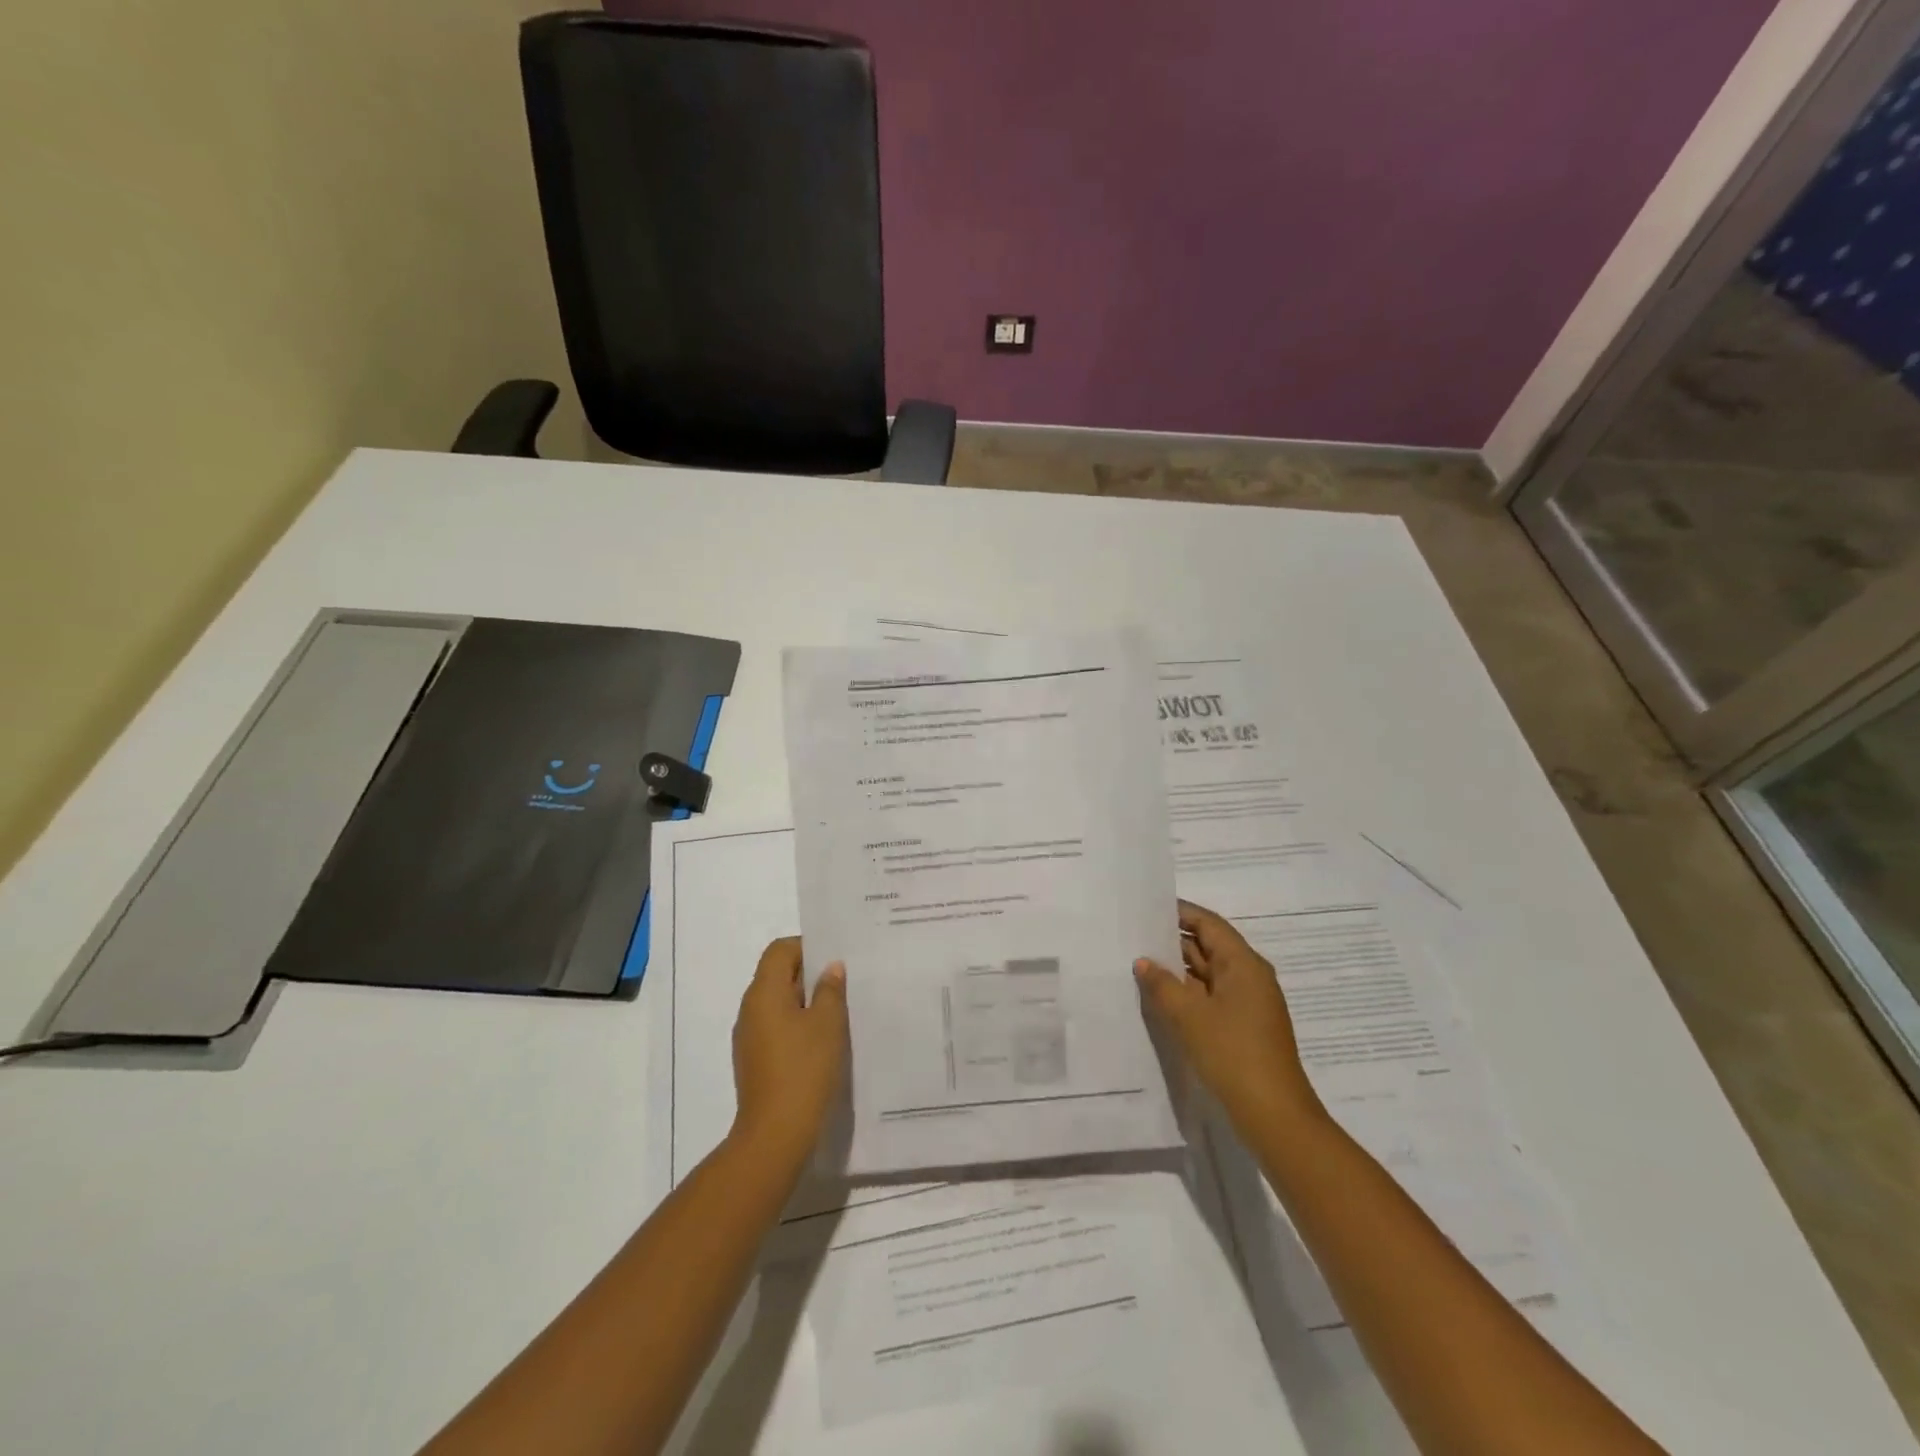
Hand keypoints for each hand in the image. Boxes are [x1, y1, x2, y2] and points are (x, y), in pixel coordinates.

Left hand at [730, 938, 848, 1163]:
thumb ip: (830, 990)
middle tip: (844, 983)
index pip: (780, 950)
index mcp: (764, 992)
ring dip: (806, 1002)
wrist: (776, 1134)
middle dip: (809, 975)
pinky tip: (822, 1042)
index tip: (835, 960)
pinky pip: (777, 1028)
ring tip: (838, 1012)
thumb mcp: (828, 1024)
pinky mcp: (754, 1061)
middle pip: (777, 975)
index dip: (807, 947)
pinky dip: (797, 1025)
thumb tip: (830, 968)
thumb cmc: (804, 1069)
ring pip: (778, 1003)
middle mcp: (750, 1009)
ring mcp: (749, 1037)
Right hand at [1135, 900, 1322, 1131]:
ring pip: (1208, 974)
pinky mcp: (1243, 1026)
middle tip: (1135, 936)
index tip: (1147, 909)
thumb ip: (1162, 984)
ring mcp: (1248, 1003)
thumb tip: (1144, 961)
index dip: (1179, 913)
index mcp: (1243, 964)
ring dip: (1178, 970)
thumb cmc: (1232, 1053)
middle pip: (1209, 946)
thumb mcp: (1188, 1016)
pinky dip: (1188, 992)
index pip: (1208, 924)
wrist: (1274, 1115)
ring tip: (1140, 964)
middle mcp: (1249, 976)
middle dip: (1174, 941)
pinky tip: (1161, 998)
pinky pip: (1211, 996)